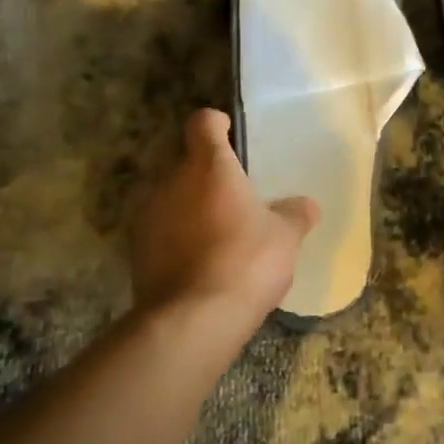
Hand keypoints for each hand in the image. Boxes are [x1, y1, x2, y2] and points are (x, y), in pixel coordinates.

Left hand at [129, 110, 319, 348]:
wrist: (192, 320)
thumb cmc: (245, 262)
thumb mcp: (285, 238)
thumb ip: (295, 214)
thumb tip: (306, 205)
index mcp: (209, 166)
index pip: (203, 122)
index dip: (217, 124)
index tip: (231, 135)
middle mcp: (171, 181)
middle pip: (188, 162)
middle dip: (208, 176)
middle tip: (235, 199)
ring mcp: (148, 215)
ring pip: (172, 197)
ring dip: (191, 208)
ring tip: (218, 235)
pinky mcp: (136, 250)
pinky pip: (161, 230)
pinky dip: (177, 238)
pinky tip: (200, 263)